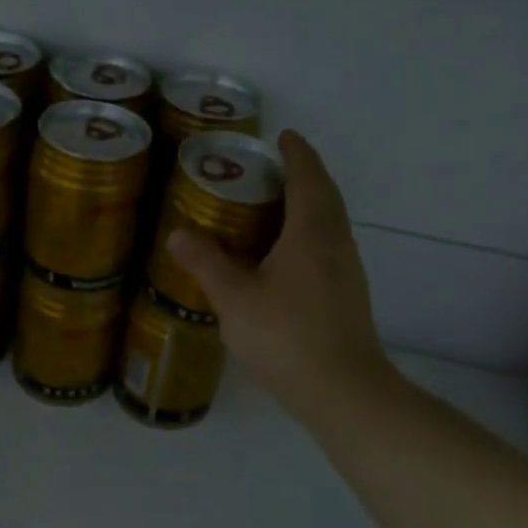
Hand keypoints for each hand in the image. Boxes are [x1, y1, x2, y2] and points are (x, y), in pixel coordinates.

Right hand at [167, 130, 391, 421]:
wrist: (344, 391)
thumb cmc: (287, 336)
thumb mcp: (235, 299)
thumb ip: (207, 263)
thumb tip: (179, 234)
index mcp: (311, 232)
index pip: (307, 177)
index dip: (296, 153)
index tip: (283, 136)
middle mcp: (335, 243)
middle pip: (325, 195)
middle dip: (304, 174)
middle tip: (272, 167)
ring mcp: (347, 270)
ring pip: (330, 221)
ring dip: (309, 203)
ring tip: (275, 205)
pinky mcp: (348, 295)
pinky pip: (329, 245)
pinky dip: (310, 232)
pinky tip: (286, 254)